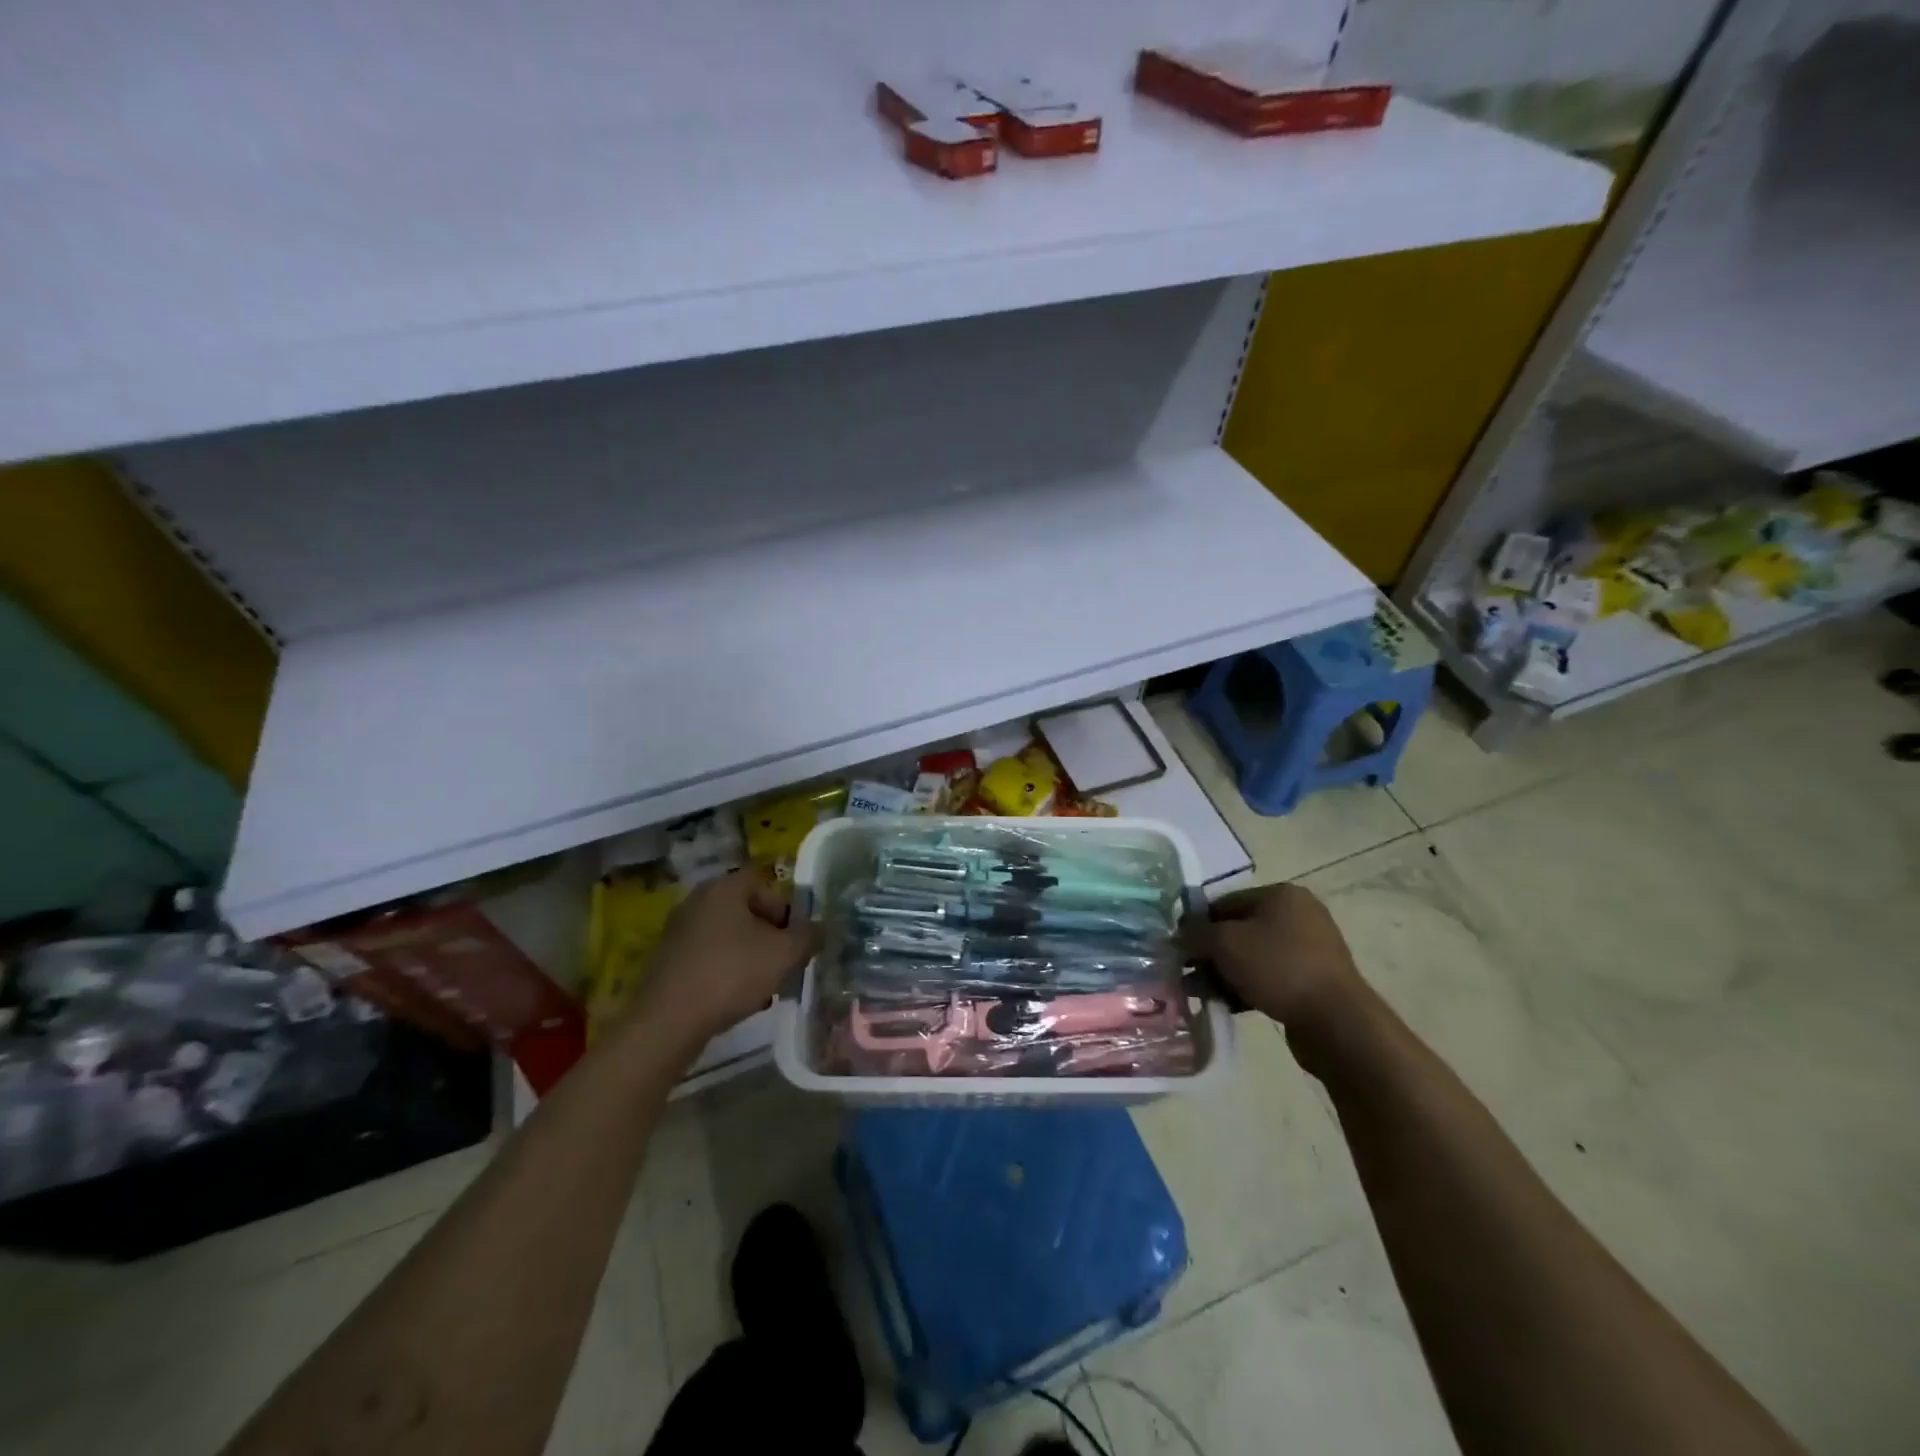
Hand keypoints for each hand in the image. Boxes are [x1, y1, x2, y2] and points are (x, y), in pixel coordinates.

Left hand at [631, 870, 817, 1049]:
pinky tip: (736, 998)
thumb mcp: (784, 954)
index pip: (764, 884)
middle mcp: (697, 901)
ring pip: (728, 936)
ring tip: (764, 987)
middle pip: (746, 911)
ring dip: (750, 956)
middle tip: (784, 962)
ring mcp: (678, 931)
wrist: (668, 1022)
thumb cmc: (731, 974)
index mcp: (723, 888)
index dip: (786, 908)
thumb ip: (808, 936)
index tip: (795, 938)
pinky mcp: (668, 961)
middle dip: (770, 936)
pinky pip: (708, 957)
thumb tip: (821, 928)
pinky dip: (726, 971)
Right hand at [1183, 883, 1366, 1040]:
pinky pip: (1269, 977)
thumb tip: (1179, 935)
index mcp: (1280, 895)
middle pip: (1237, 930)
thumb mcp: (1225, 943)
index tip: (1178, 948)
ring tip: (1200, 994)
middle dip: (1209, 953)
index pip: (1224, 902)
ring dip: (1223, 974)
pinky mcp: (1313, 981)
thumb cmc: (1278, 967)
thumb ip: (1196, 934)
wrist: (1336, 1021)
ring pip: (1251, 957)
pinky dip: (1245, 987)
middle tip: (1185, 974)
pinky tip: (1225, 1005)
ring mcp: (1309, 949)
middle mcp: (1298, 915)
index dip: (1197, 924)